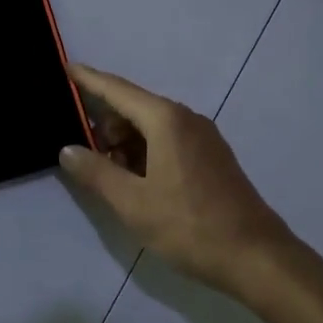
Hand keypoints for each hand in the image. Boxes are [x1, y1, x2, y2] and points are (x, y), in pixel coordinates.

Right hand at [59, 63, 295, 298]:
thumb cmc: (189, 225)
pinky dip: (146, 151)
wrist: (255, 256)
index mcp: (166, 120)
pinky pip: (169, 140)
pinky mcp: (211, 156)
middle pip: (135, 107)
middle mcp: (186, 118)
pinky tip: (135, 179)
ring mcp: (203, 137)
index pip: (118, 90)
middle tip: (81, 151)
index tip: (66, 67)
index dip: (89, 79)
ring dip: (125, 142)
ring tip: (107, 172)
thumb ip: (96, 173)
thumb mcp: (133, 203)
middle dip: (105, 123)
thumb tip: (68, 149)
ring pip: (152, 126)